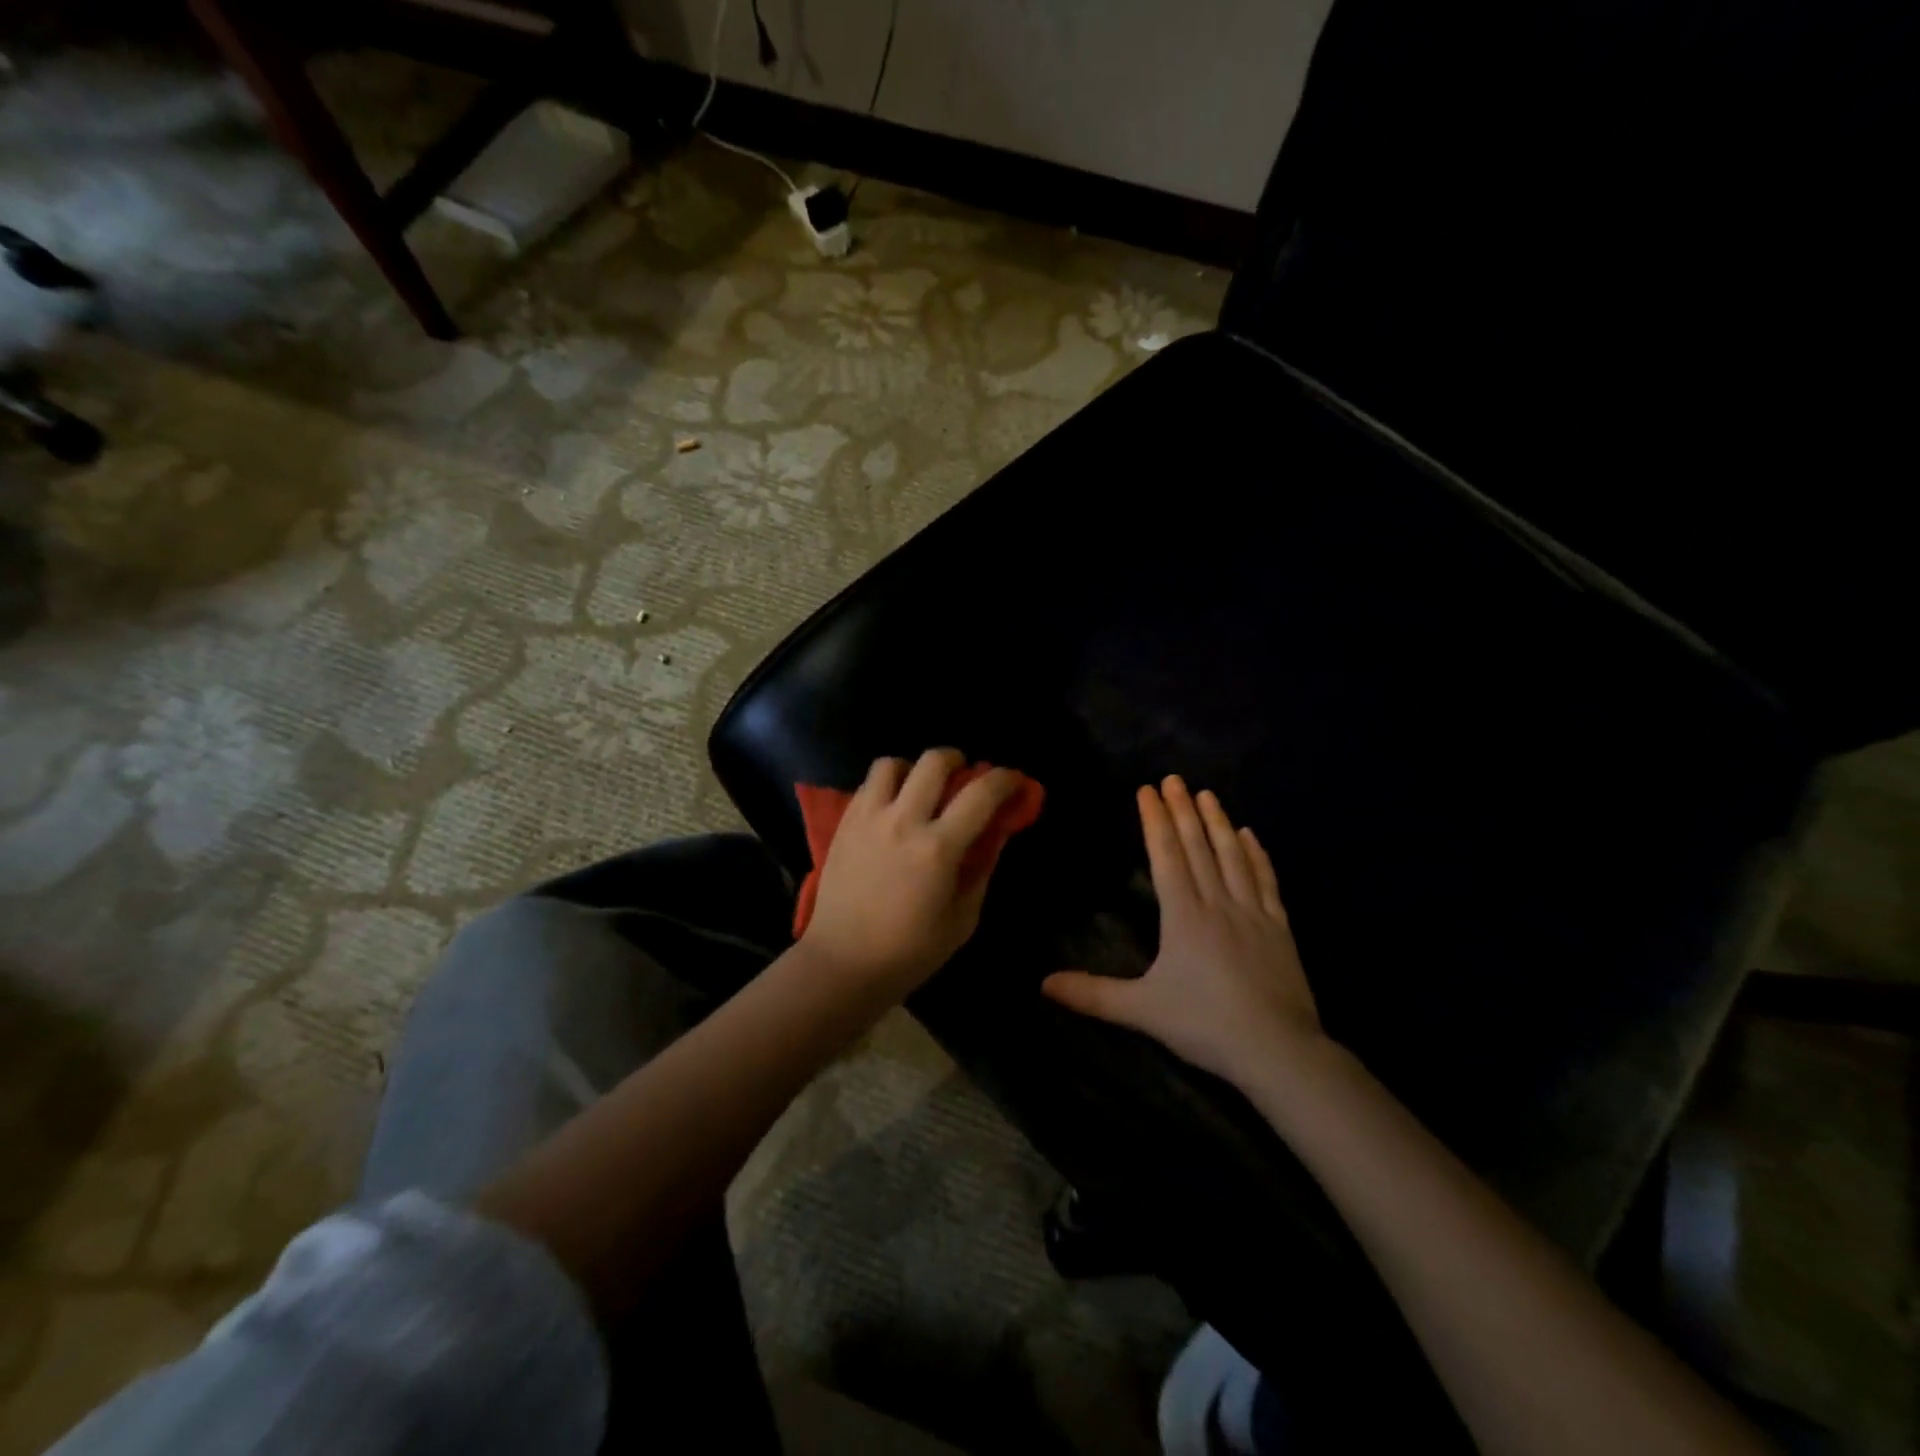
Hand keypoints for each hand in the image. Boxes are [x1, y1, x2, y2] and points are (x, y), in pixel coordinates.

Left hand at [800, 748, 1022, 995]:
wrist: (843, 963)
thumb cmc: (909, 951)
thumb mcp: (962, 919)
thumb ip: (981, 871)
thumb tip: (994, 836)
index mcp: (938, 848)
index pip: (980, 794)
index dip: (1005, 779)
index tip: (1014, 781)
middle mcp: (902, 821)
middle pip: (933, 761)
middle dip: (957, 760)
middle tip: (963, 777)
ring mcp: (868, 819)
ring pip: (892, 764)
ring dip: (914, 769)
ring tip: (920, 789)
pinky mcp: (844, 824)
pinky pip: (867, 785)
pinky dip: (887, 786)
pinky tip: (893, 809)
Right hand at [1043, 776, 1322, 1084]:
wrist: (1278, 1051)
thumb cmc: (1204, 1025)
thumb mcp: (1141, 1010)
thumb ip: (1092, 995)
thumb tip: (1042, 984)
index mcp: (1184, 916)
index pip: (1166, 857)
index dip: (1155, 821)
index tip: (1147, 790)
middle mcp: (1217, 903)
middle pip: (1198, 847)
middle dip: (1183, 810)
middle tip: (1174, 778)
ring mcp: (1253, 913)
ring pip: (1232, 856)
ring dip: (1218, 822)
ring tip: (1207, 794)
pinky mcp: (1279, 929)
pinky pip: (1266, 881)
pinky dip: (1256, 855)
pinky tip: (1249, 835)